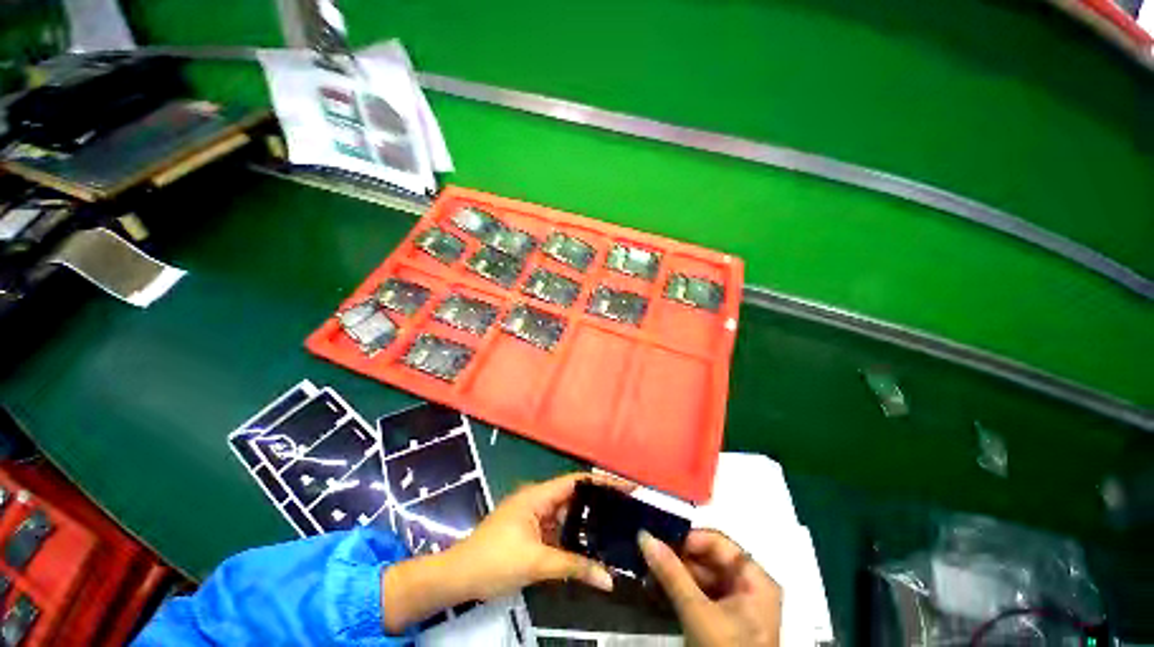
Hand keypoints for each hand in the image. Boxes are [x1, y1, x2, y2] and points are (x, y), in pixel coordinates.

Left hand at [448, 472, 630, 598]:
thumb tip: (609, 579)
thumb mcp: (536, 564)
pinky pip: (558, 528)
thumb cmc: (494, 562)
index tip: (627, 487)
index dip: (602, 482)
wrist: (458, 577)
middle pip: (574, 496)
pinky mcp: (530, 531)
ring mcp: (533, 515)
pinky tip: (591, 544)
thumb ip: (574, 567)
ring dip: (586, 521)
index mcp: (538, 496)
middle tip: (627, 509)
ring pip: (566, 514)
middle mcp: (538, 500)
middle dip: (598, 502)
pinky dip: (573, 535)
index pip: (577, 482)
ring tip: (616, 525)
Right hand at [639, 529, 781, 646]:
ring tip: (649, 572)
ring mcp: (739, 605)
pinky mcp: (726, 621)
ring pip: (703, 576)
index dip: (688, 538)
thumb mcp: (697, 612)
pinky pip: (702, 594)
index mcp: (755, 578)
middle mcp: (750, 586)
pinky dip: (681, 591)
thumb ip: (671, 573)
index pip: (718, 541)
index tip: (659, 540)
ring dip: (676, 574)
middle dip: (678, 558)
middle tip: (648, 555)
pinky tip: (659, 589)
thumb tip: (644, 535)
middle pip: (709, 558)